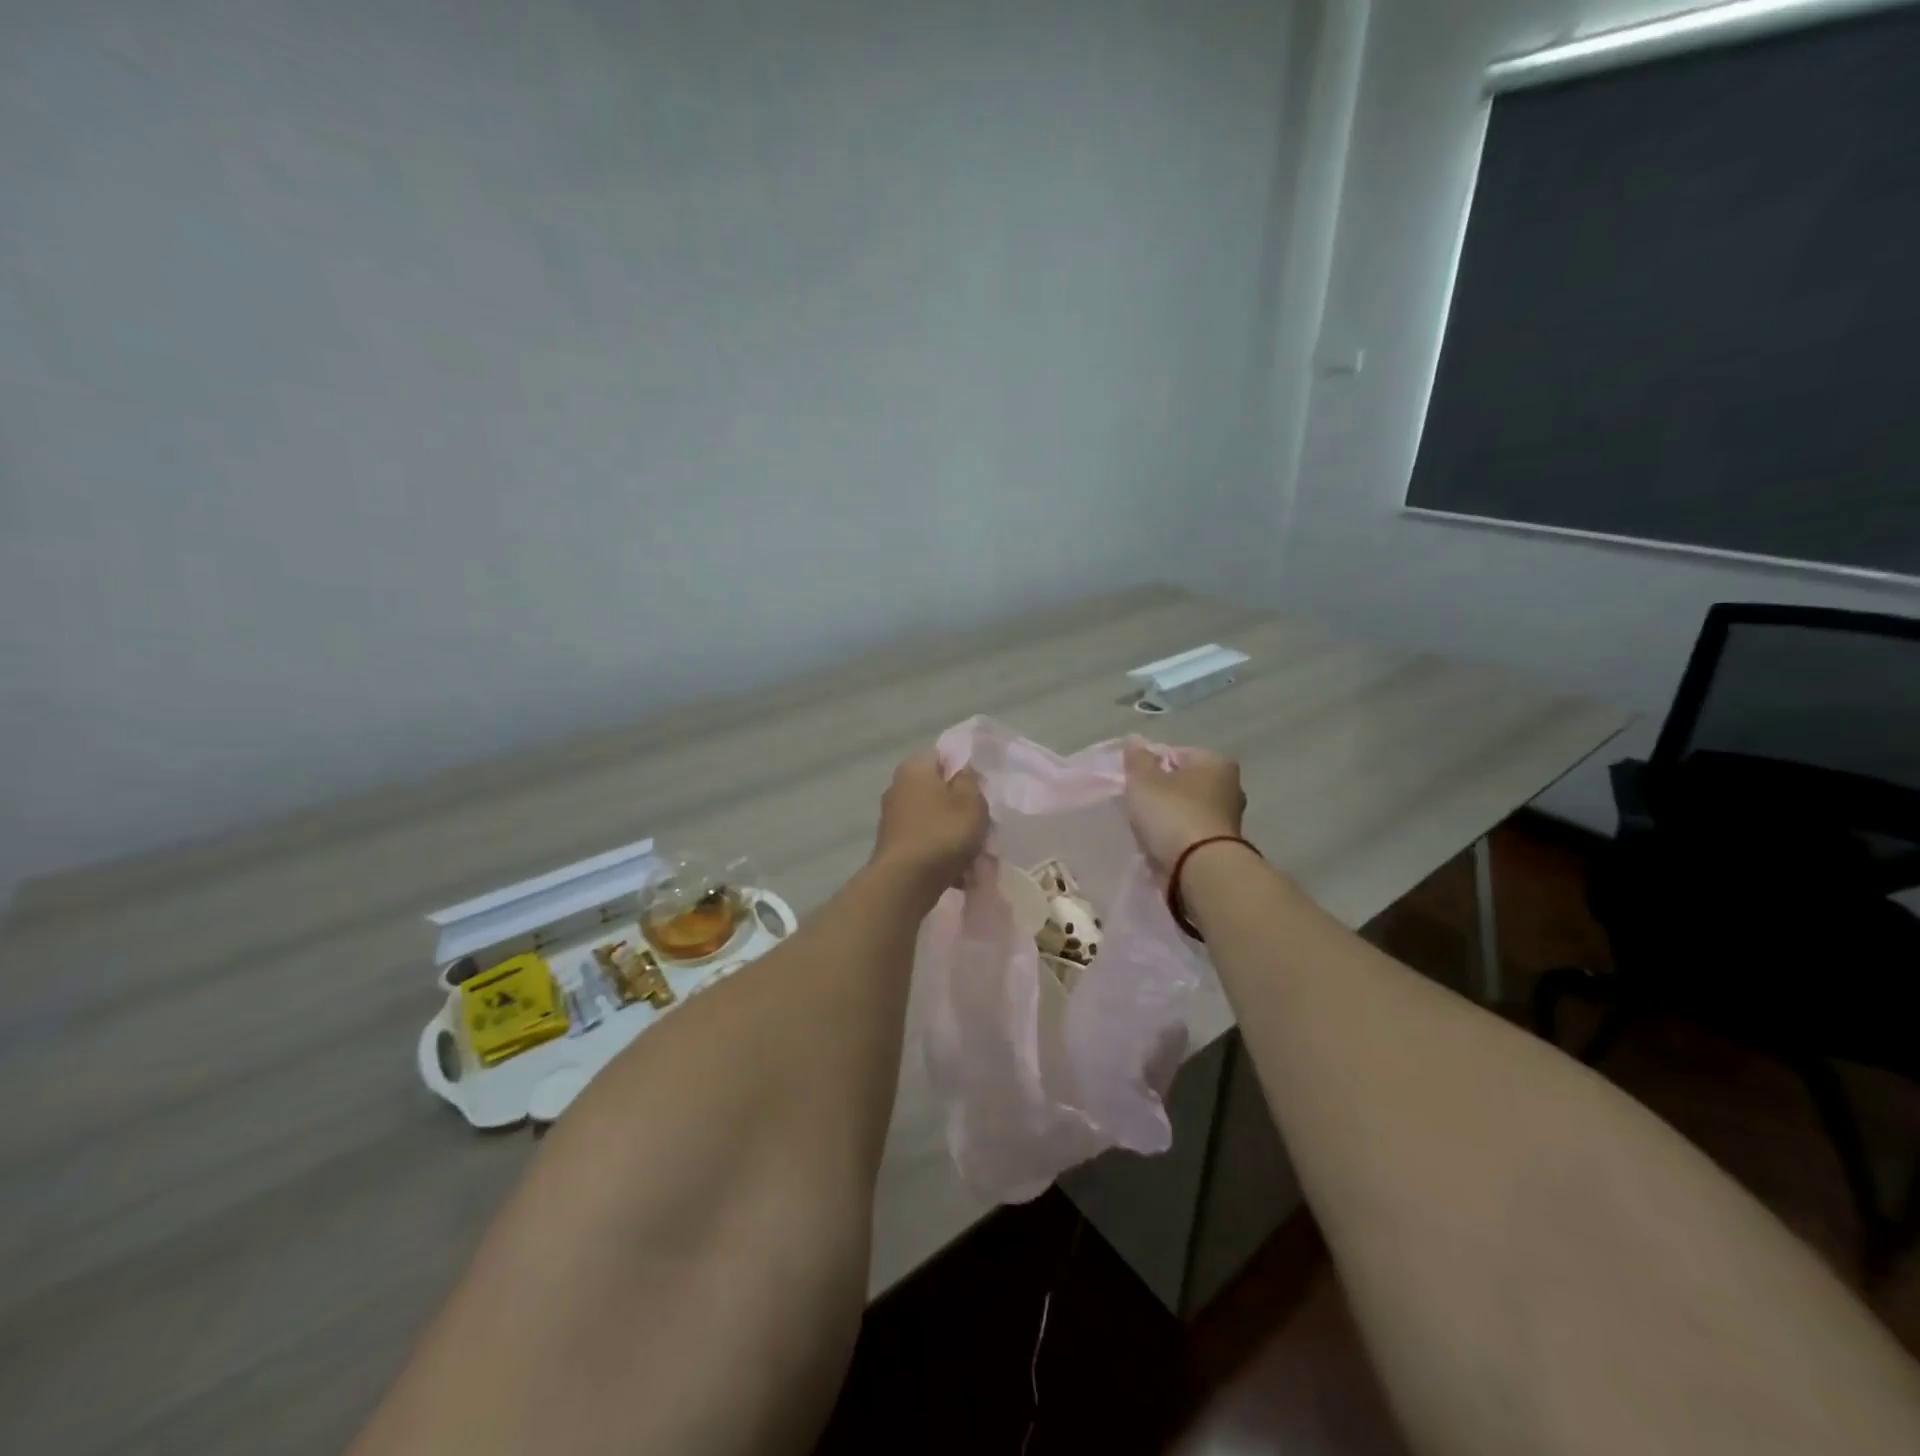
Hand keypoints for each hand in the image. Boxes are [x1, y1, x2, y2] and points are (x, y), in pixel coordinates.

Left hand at [871, 748, 988, 889]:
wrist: (905, 882)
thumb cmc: (942, 833)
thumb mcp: (970, 802)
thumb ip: (970, 780)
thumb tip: (963, 770)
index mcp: (914, 769)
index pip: (942, 755)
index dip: (964, 768)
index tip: (982, 787)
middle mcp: (897, 788)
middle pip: (937, 790)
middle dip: (959, 805)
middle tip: (981, 821)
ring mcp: (892, 818)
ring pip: (932, 818)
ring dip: (951, 833)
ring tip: (974, 853)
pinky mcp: (893, 845)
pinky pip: (924, 842)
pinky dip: (940, 853)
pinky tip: (958, 873)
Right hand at [1123, 740, 1245, 873]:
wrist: (1199, 869)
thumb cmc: (1172, 814)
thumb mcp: (1144, 781)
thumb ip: (1137, 759)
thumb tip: (1135, 739)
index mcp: (1216, 762)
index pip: (1177, 753)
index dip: (1152, 763)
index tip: (1133, 780)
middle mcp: (1230, 787)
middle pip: (1186, 782)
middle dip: (1164, 790)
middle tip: (1138, 802)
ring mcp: (1229, 819)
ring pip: (1190, 809)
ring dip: (1171, 815)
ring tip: (1145, 826)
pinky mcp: (1223, 847)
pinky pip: (1192, 833)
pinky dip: (1177, 836)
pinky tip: (1160, 843)